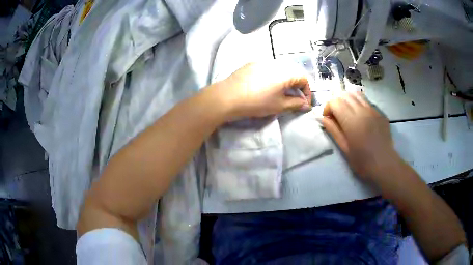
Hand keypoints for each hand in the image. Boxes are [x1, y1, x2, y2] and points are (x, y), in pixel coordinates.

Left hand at [216, 61, 311, 118]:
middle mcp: (276, 63)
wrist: (228, 97)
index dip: (307, 92)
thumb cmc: (257, 102)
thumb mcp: (279, 106)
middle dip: (296, 86)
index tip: (303, 104)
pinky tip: (264, 87)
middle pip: (292, 72)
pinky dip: (272, 77)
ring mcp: (262, 61)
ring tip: (279, 93)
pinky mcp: (251, 64)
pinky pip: (268, 68)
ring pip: (280, 70)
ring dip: (284, 81)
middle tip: (293, 99)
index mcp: (285, 72)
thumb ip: (295, 104)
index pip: (304, 78)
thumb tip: (305, 104)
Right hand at [320, 92, 400, 181]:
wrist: (385, 164)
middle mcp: (363, 111)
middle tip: (336, 116)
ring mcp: (373, 110)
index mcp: (352, 121)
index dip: (328, 108)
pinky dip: (358, 104)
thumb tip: (322, 118)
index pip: (335, 102)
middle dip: (336, 102)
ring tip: (347, 113)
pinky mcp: (379, 112)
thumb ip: (333, 131)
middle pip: (344, 95)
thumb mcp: (345, 149)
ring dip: (347, 100)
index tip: (328, 119)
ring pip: (356, 94)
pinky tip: (360, 117)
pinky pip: (366, 101)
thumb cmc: (363, 162)